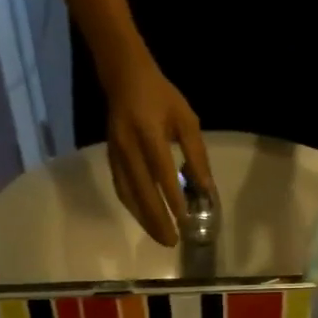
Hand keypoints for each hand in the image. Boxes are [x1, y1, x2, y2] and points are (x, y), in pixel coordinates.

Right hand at [103, 51, 214, 247]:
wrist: (123, 76)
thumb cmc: (161, 97)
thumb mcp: (186, 120)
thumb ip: (196, 155)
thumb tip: (207, 190)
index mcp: (149, 131)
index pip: (161, 170)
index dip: (173, 197)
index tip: (185, 220)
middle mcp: (128, 146)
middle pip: (142, 190)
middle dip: (158, 219)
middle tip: (173, 242)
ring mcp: (116, 154)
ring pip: (129, 195)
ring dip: (145, 219)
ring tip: (161, 238)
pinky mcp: (111, 159)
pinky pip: (122, 189)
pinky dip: (134, 209)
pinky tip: (146, 221)